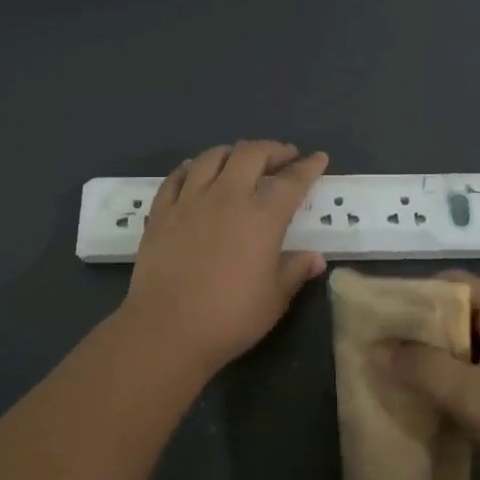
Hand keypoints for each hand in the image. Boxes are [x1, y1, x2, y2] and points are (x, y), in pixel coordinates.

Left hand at [119, 142, 329, 378]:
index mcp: (262, 217)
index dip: (308, 166)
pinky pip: (176, 177)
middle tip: (284, 156)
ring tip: (241, 158)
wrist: (167, 329)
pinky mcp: (161, 212)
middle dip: (273, 149)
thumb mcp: (274, 299)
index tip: (318, 158)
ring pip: (212, 157)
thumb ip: (295, 271)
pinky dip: (191, 167)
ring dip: (233, 152)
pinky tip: (195, 170)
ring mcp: (190, 201)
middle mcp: (227, 197)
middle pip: (251, 154)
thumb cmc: (229, 318)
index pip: (292, 181)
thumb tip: (316, 258)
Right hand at [384, 271, 479, 479]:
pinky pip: (465, 382)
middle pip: (451, 318)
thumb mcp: (471, 393)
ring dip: (424, 362)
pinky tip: (415, 405)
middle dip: (412, 330)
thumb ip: (420, 368)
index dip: (416, 290)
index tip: (379, 310)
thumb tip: (372, 350)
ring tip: (384, 375)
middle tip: (373, 346)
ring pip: (456, 354)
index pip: (453, 284)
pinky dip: (440, 388)